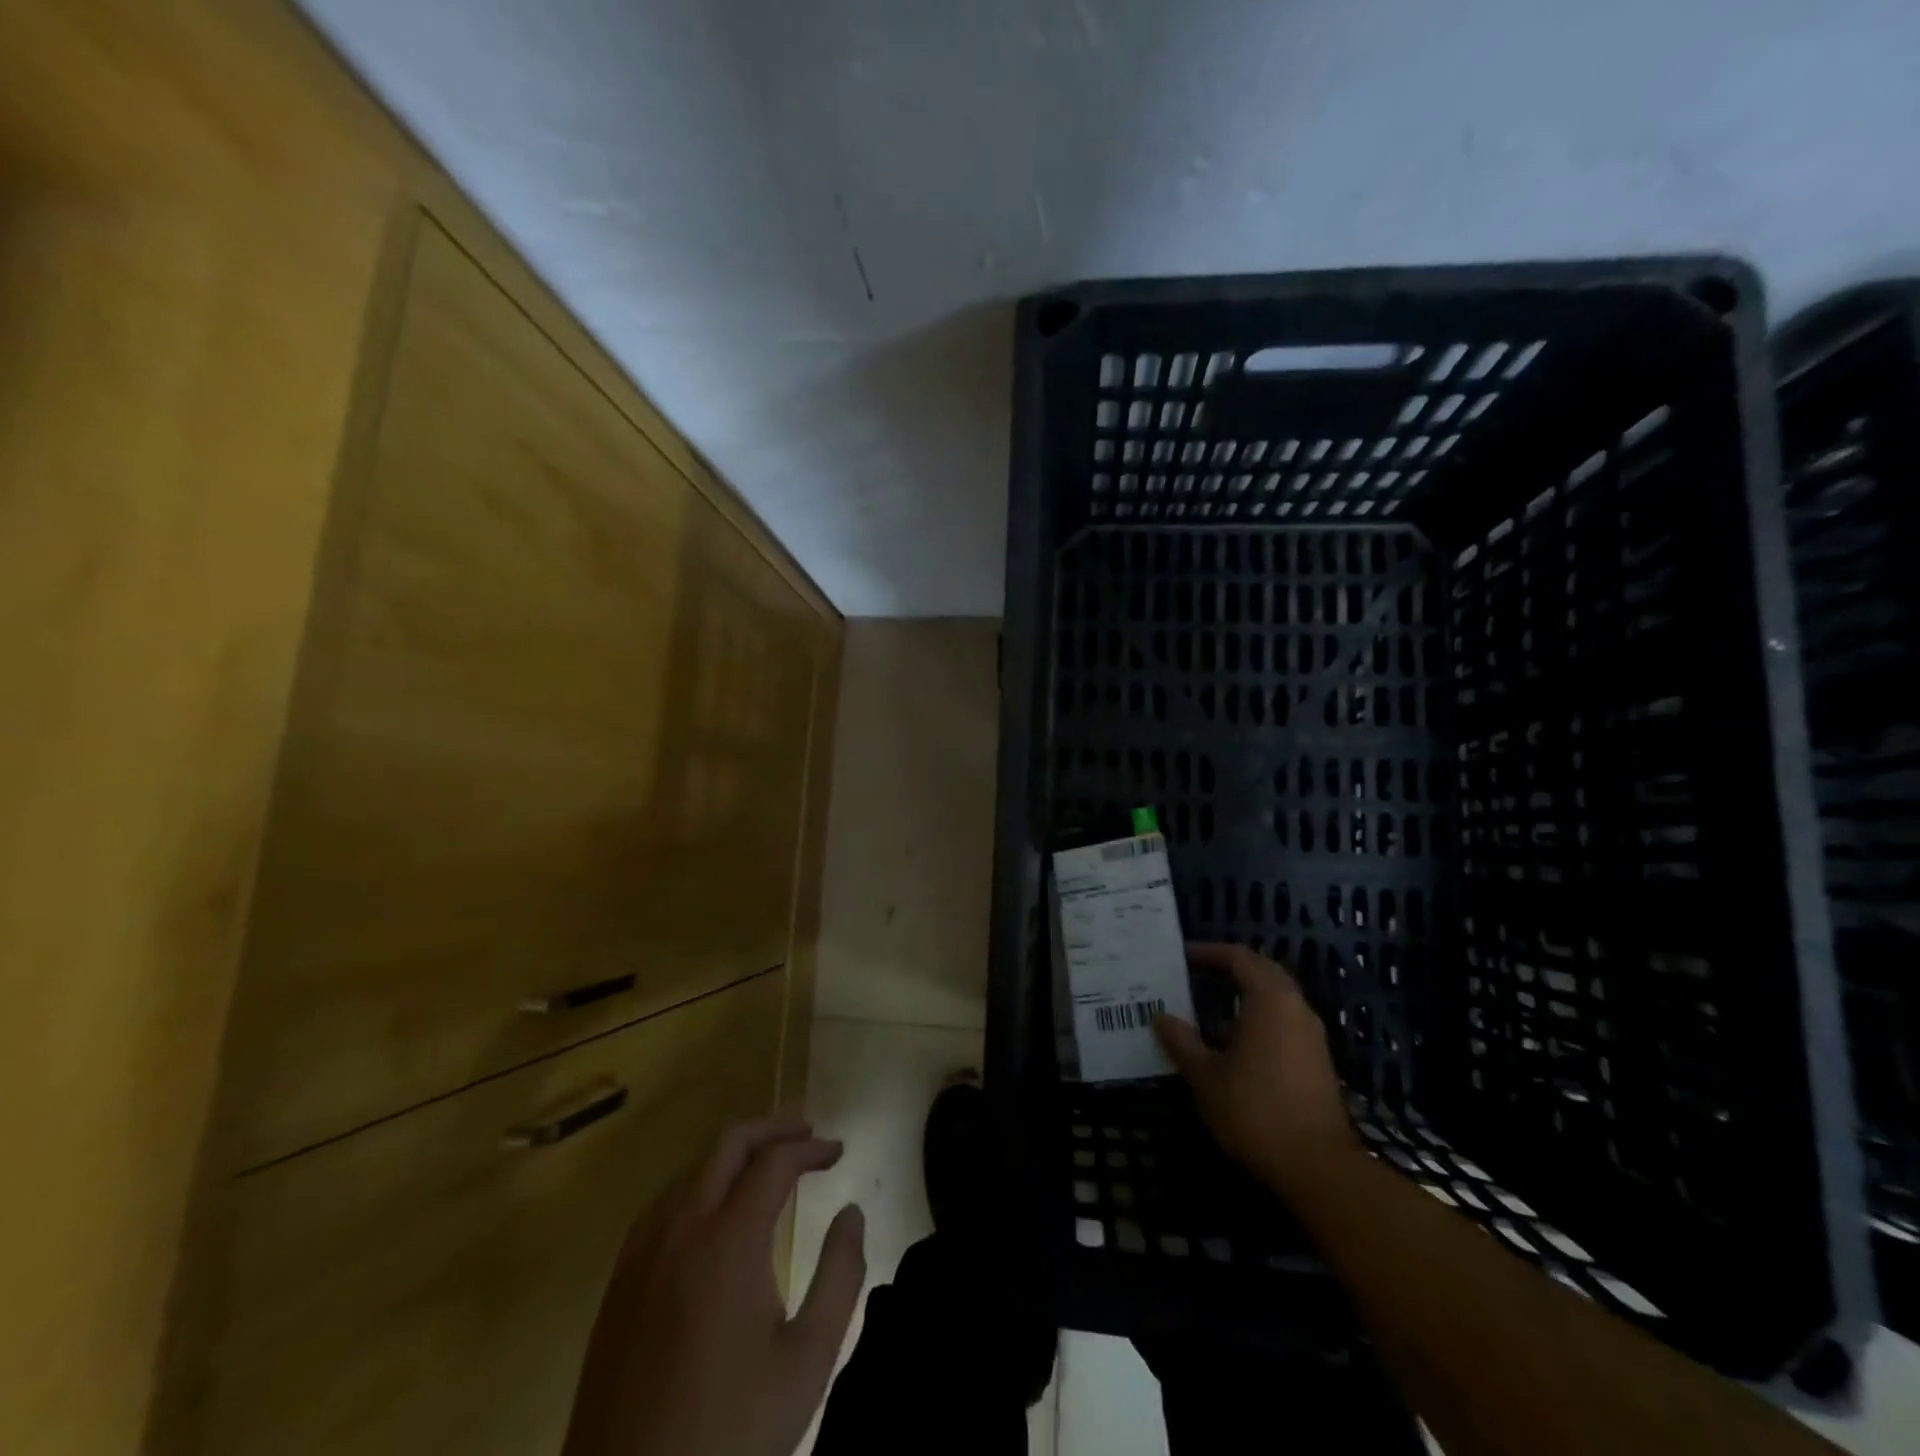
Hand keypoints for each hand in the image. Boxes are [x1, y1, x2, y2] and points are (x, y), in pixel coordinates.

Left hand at [563, 1114, 865, 1455]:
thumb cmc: (728, 1434)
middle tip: (806, 1134)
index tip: (838, 1151)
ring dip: (734, 1153)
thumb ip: (840, 1275)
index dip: (811, 1147)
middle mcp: (681, 1229)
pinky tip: (712, 1210)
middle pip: (728, 1144)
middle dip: (772, 1128)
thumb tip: (852, 1213)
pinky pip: (663, 1203)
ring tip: (767, 1164)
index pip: (774, 1161)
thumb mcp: (807, 1362)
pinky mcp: (618, 1283)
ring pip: (692, 1168)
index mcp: (728, 1241)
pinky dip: (699, 1183)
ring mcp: (642, 1253)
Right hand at [1154, 942, 1359, 1192]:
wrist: (1318, 1167)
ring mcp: (1310, 1036)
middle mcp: (1295, 1008)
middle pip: (1261, 973)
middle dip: (1227, 971)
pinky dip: (1255, 1025)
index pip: (1239, 957)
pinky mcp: (1316, 1062)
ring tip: (1203, 1019)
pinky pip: (1282, 1026)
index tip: (1181, 957)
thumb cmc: (1255, 1110)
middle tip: (1193, 976)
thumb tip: (1160, 1017)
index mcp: (1270, 999)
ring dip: (1240, 1002)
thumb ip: (1181, 1041)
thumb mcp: (1205, 1076)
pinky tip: (1229, 1052)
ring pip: (1273, 1002)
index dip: (1208, 952)